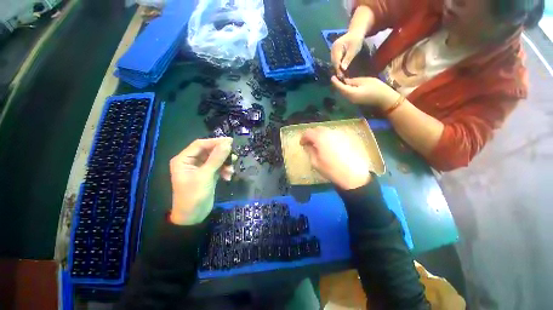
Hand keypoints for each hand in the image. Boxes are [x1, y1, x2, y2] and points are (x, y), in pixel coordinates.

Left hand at [169, 138, 234, 224]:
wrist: (193, 217)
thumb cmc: (194, 195)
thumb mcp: (205, 175)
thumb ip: (217, 158)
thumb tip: (228, 144)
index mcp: (184, 159)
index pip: (200, 144)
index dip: (215, 142)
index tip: (230, 141)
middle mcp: (191, 161)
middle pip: (209, 151)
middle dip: (222, 154)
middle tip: (234, 154)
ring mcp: (201, 168)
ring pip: (215, 159)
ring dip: (225, 163)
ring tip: (232, 168)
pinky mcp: (208, 174)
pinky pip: (218, 167)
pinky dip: (224, 170)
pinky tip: (228, 176)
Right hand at [300, 127, 371, 189]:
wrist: (355, 175)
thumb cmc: (332, 170)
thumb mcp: (316, 163)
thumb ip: (310, 151)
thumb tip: (308, 145)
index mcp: (320, 138)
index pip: (308, 132)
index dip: (303, 138)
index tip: (302, 144)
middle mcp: (330, 132)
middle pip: (318, 129)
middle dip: (312, 135)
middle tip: (310, 144)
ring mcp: (340, 134)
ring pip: (327, 131)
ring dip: (321, 136)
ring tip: (321, 145)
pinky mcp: (348, 138)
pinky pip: (335, 134)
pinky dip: (330, 138)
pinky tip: (331, 147)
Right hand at [331, 31, 364, 76]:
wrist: (356, 32)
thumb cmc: (356, 39)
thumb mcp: (354, 49)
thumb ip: (348, 58)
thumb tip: (342, 68)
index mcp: (336, 48)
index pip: (336, 62)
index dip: (338, 70)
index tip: (342, 77)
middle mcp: (332, 50)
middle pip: (334, 63)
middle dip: (338, 71)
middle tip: (343, 78)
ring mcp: (332, 52)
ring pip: (334, 64)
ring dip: (338, 70)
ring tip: (343, 76)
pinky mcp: (334, 54)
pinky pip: (335, 62)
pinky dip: (338, 67)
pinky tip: (342, 71)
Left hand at [331, 76, 399, 108]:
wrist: (384, 100)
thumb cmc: (377, 88)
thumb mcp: (365, 81)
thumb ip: (353, 81)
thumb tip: (345, 81)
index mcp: (351, 93)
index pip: (340, 87)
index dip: (336, 82)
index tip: (332, 77)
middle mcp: (349, 99)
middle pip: (340, 92)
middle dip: (337, 85)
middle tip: (334, 77)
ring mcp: (351, 101)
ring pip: (342, 94)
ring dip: (340, 88)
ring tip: (338, 81)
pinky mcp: (354, 101)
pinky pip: (346, 95)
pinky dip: (344, 90)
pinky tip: (344, 86)